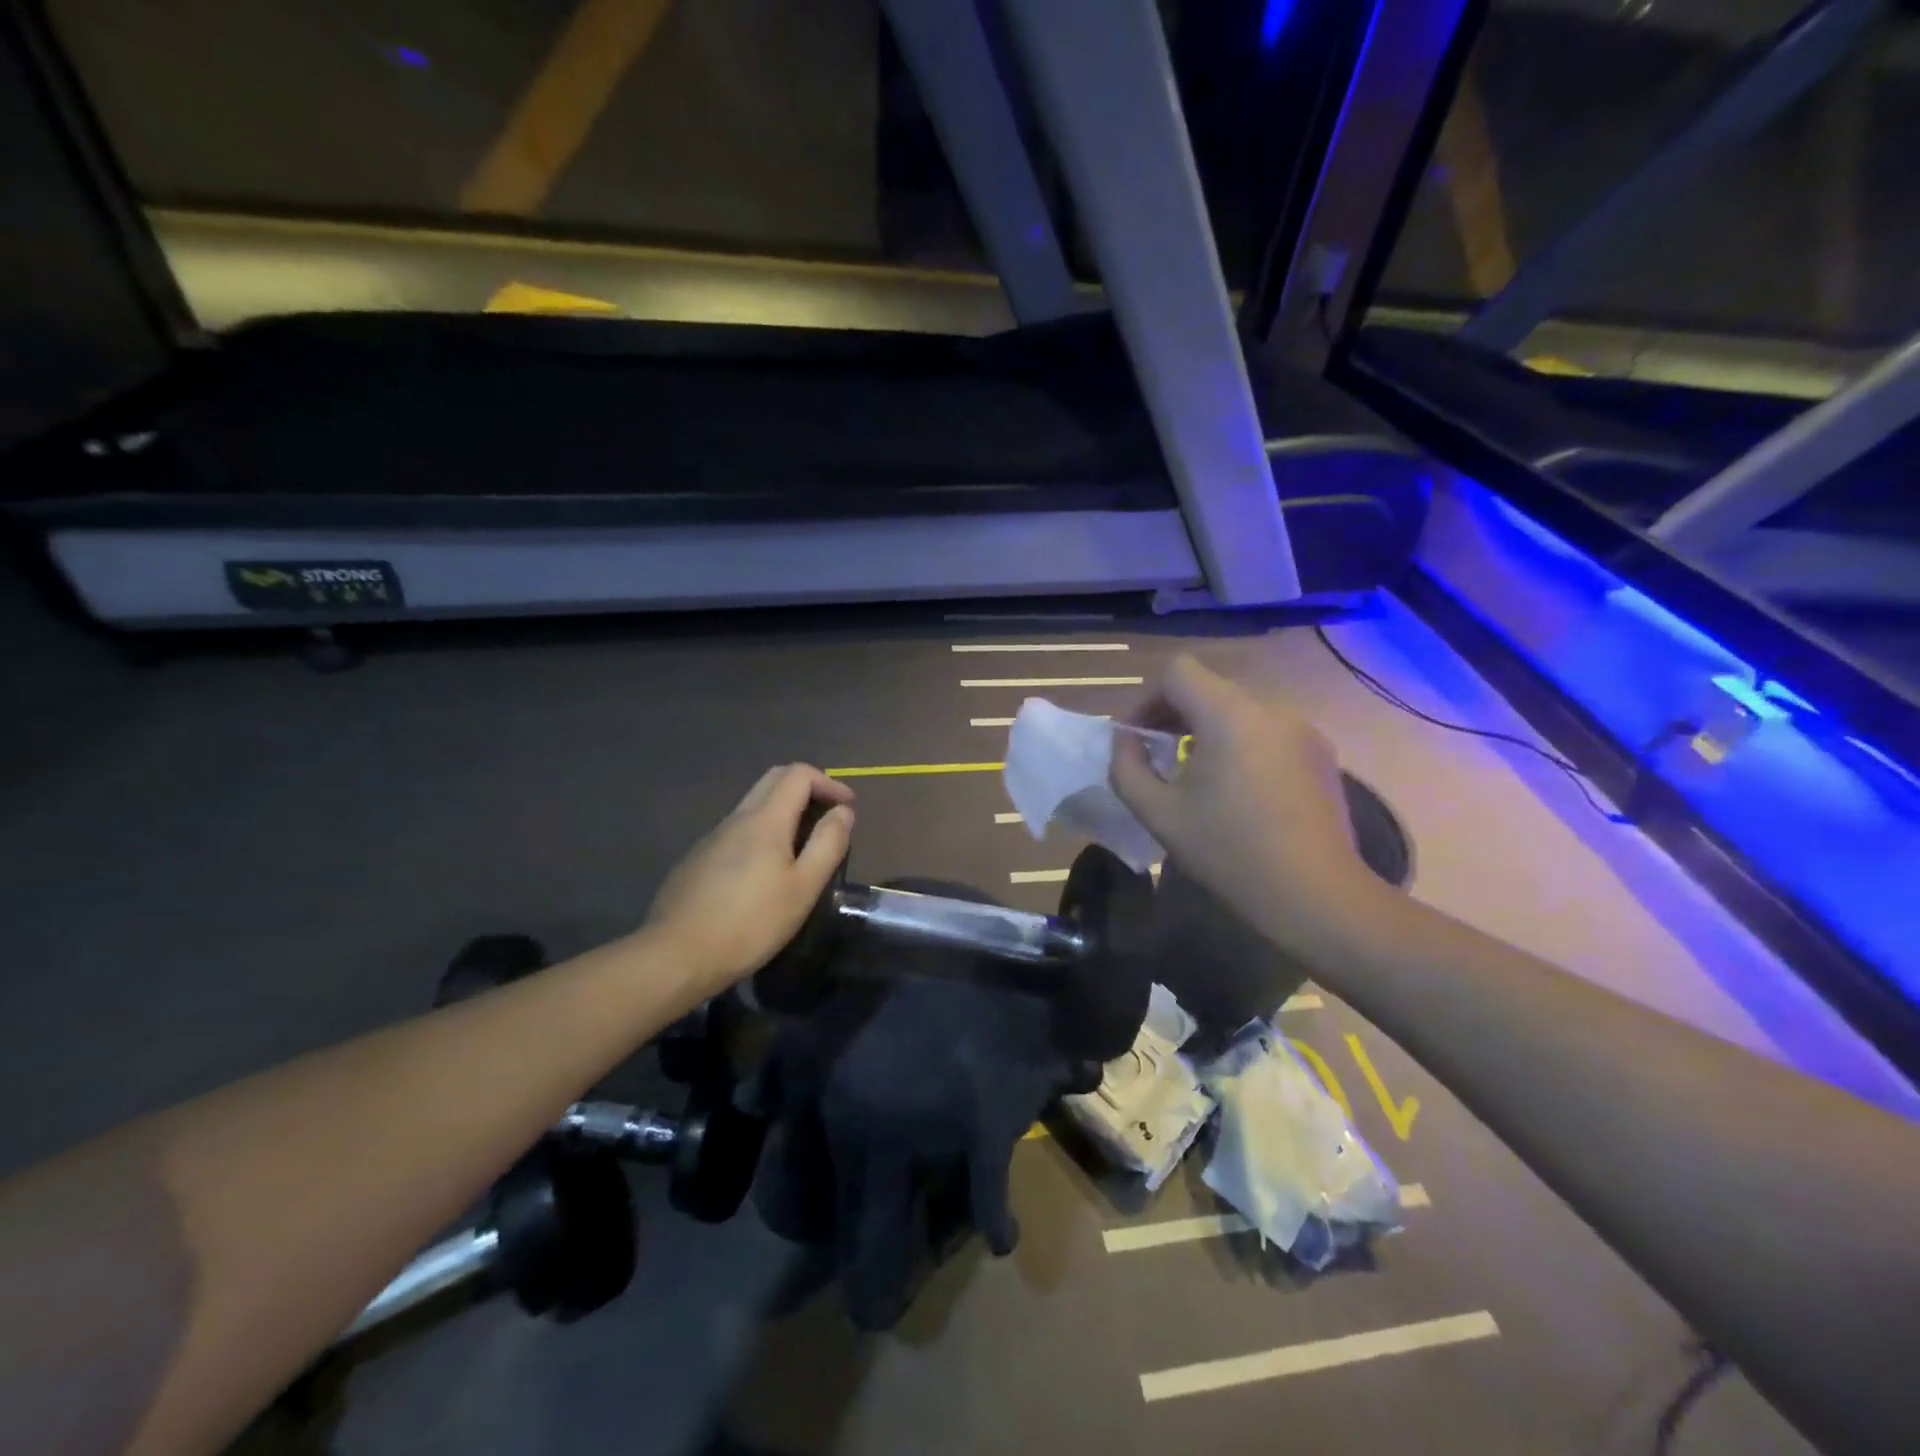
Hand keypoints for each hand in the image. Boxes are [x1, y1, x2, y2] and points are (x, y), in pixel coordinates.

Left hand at [646, 764, 854, 992]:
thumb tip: (843, 811)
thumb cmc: (750, 923)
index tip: (847, 807)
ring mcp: (712, 837)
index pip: (799, 774)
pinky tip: (764, 870)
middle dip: (806, 787)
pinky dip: (761, 831)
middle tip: (828, 815)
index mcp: (765, 819)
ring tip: (802, 844)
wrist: (676, 955)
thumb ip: (827, 844)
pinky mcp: (697, 859)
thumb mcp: (803, 888)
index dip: (829, 783)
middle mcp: (736, 818)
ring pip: (753, 804)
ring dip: (783, 810)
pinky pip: (736, 830)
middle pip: (773, 779)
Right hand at [1110, 656, 1381, 958]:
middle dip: (1174, 715)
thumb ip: (1127, 768)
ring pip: (1239, 710)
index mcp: (1229, 715)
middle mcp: (1271, 709)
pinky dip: (1241, 744)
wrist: (1315, 896)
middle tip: (1157, 758)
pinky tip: (1238, 790)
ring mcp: (1303, 730)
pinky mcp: (1321, 754)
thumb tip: (1126, 742)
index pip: (1178, 671)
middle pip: (1209, 688)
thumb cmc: (1229, 852)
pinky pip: (1267, 731)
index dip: (1147, 698)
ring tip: (1196, 776)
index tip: (1138, 738)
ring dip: (1208, 730)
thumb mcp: (1159, 813)